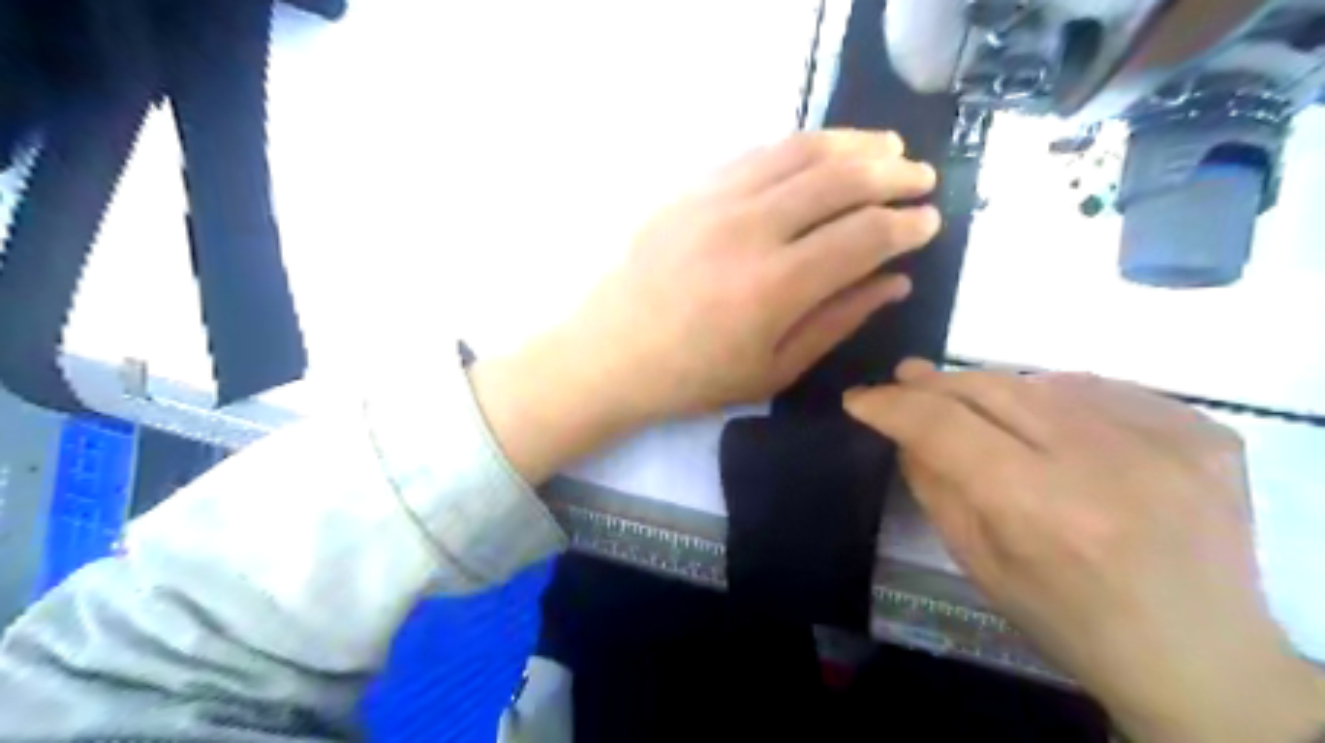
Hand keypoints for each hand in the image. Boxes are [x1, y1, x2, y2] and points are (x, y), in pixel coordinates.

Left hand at [471, 130, 934, 484]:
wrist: (612, 354)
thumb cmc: (694, 377)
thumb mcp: (775, 368)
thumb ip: (839, 320)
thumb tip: (895, 282)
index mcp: (775, 287)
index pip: (863, 236)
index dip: (907, 225)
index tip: (930, 222)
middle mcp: (750, 230)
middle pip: (840, 180)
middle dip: (893, 175)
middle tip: (923, 178)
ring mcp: (715, 201)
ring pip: (800, 151)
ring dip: (852, 145)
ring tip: (886, 150)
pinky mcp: (690, 190)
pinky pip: (757, 154)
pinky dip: (800, 148)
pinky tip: (820, 154)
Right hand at [844, 363, 1319, 742]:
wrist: (1201, 657)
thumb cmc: (1069, 621)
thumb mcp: (979, 564)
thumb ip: (934, 487)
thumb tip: (904, 428)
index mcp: (1042, 510)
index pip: (945, 427)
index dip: (893, 405)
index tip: (860, 398)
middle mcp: (1106, 463)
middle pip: (993, 389)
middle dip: (937, 382)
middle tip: (906, 377)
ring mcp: (1165, 441)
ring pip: (1043, 382)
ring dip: (993, 389)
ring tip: (967, 399)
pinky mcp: (1202, 432)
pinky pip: (1100, 391)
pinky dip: (1056, 398)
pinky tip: (1045, 420)